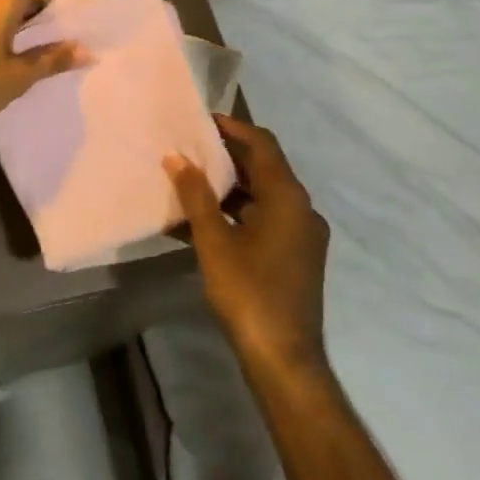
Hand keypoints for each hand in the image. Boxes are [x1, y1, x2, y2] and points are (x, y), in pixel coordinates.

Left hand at [0, 0, 88, 135]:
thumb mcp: (18, 75)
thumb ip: (52, 59)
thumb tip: (86, 51)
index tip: (84, 8)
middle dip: (46, 7)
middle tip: (71, 30)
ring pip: (2, 6)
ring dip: (24, 19)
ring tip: (47, 43)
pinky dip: (4, 27)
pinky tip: (14, 52)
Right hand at [165, 114, 328, 373]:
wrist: (284, 359)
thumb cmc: (249, 293)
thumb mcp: (214, 242)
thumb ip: (196, 197)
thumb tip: (178, 160)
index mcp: (288, 198)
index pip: (263, 145)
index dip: (233, 128)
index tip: (202, 120)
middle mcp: (301, 209)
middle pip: (264, 169)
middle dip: (227, 157)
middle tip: (190, 147)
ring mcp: (301, 235)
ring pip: (262, 197)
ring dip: (229, 188)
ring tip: (190, 180)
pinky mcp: (295, 257)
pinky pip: (265, 221)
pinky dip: (237, 214)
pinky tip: (203, 222)